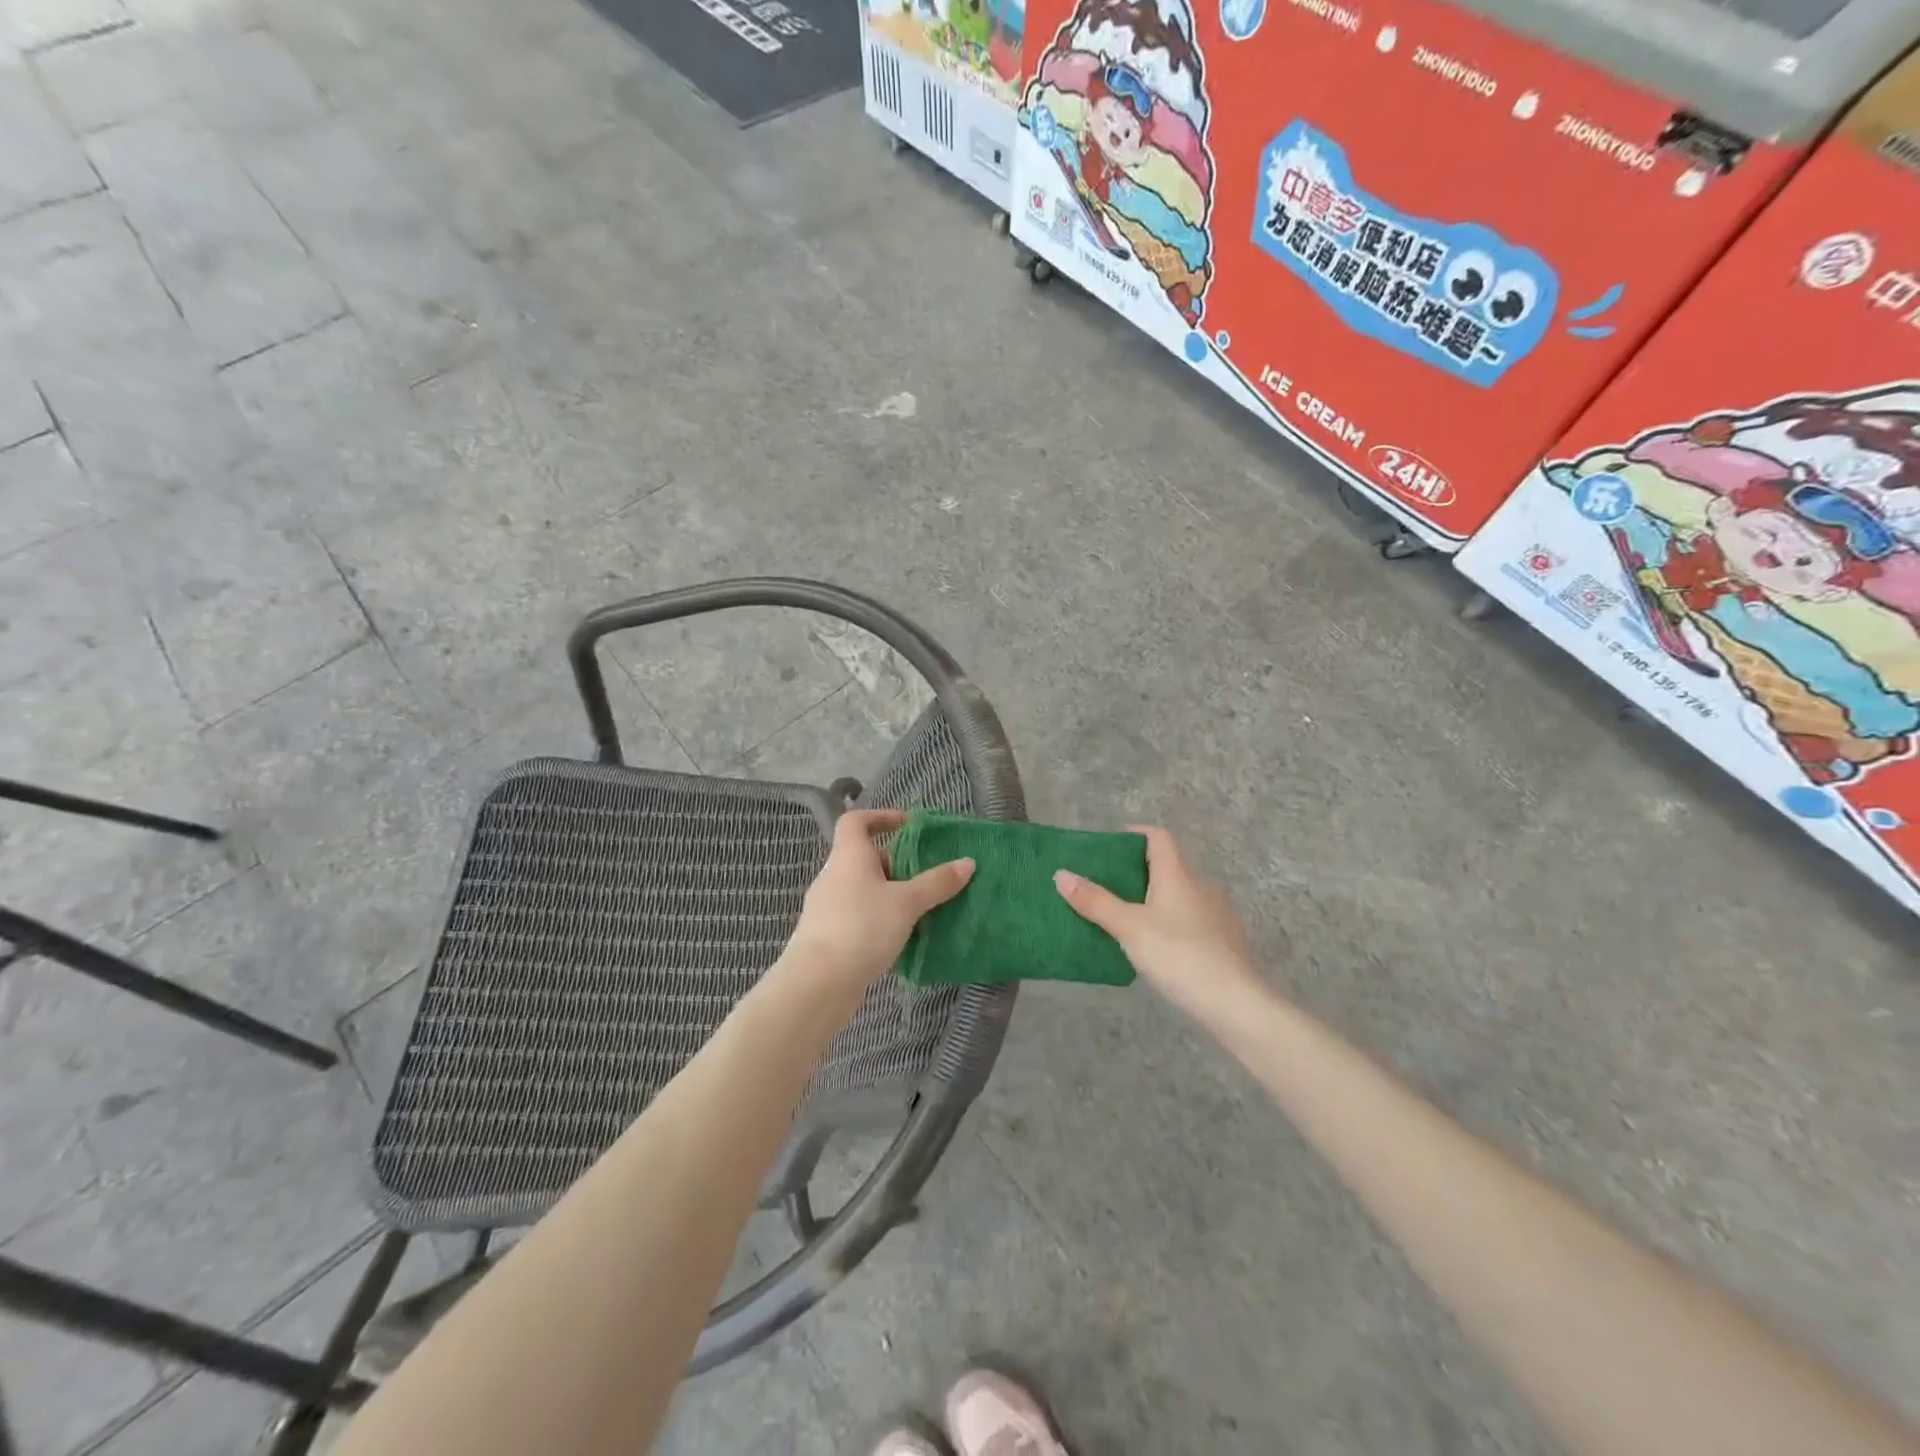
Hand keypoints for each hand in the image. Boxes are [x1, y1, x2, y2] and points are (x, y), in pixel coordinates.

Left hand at [782, 809, 974, 995]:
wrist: (818, 982)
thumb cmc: (862, 927)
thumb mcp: (907, 902)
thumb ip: (937, 882)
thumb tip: (968, 862)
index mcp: (848, 855)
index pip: (856, 821)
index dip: (881, 817)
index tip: (909, 827)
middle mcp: (833, 875)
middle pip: (864, 857)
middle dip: (896, 863)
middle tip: (926, 875)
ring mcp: (827, 906)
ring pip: (863, 889)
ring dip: (889, 894)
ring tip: (920, 908)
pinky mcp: (828, 935)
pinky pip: (858, 915)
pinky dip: (879, 919)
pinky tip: (900, 938)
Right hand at [1055, 826, 1259, 1022]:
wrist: (1236, 1004)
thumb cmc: (1179, 956)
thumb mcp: (1129, 928)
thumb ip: (1095, 901)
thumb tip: (1061, 874)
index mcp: (1178, 874)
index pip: (1158, 837)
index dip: (1134, 834)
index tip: (1108, 847)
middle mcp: (1201, 885)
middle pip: (1167, 865)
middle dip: (1136, 871)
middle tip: (1105, 885)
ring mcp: (1217, 913)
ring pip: (1179, 894)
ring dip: (1153, 898)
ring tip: (1124, 917)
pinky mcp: (1224, 940)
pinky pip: (1190, 918)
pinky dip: (1169, 921)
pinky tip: (1155, 946)